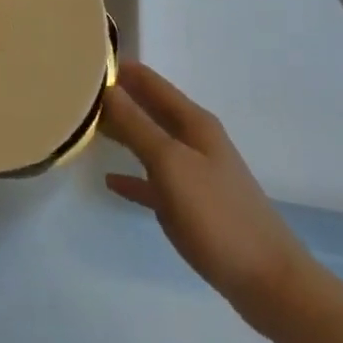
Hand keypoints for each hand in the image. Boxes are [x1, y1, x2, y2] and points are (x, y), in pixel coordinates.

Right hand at [102, 62, 320, 334]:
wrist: (268, 281)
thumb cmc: (217, 215)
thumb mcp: (170, 164)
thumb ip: (136, 125)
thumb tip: (106, 88)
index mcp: (193, 121)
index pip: (149, 81)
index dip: (119, 69)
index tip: (82, 61)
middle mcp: (194, 139)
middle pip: (149, 108)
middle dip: (117, 98)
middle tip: (74, 94)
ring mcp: (194, 173)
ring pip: (150, 142)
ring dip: (122, 132)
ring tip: (87, 127)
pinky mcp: (192, 206)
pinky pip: (154, 181)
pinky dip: (132, 176)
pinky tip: (110, 181)